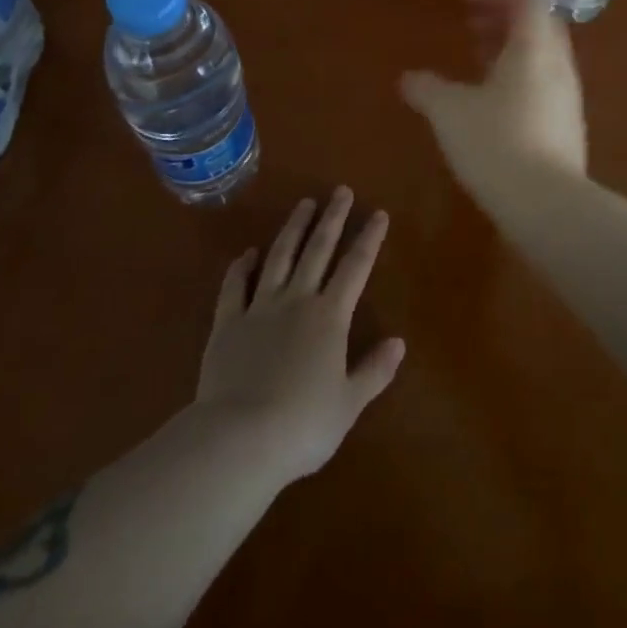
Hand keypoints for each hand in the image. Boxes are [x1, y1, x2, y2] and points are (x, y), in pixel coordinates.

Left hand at [195, 188, 404, 483]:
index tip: (378, 213)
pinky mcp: (227, 322)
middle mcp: (296, 300)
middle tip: (340, 190)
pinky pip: (235, 286)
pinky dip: (241, 267)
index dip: (368, 239)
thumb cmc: (302, 425)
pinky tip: (248, 253)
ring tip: (304, 204)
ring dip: (293, 228)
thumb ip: (374, 370)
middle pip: (317, 250)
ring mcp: (259, 307)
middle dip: (332, 218)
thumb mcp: (349, 404)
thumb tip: (399, 342)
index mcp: (329, 317)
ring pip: (279, 257)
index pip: (355, 268)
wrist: (240, 438)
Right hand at [399, 0, 587, 188]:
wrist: (548, 207)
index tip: (465, 4)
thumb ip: (427, 89)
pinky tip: (492, 105)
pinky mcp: (567, 127)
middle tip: (470, 27)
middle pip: (536, 24)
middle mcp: (557, 65)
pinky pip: (544, 85)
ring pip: (541, 56)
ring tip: (477, 62)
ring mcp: (567, 98)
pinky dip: (519, 78)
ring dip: (510, 50)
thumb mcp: (449, 112)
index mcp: (533, 48)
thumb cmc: (496, 143)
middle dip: (501, 20)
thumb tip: (407, 79)